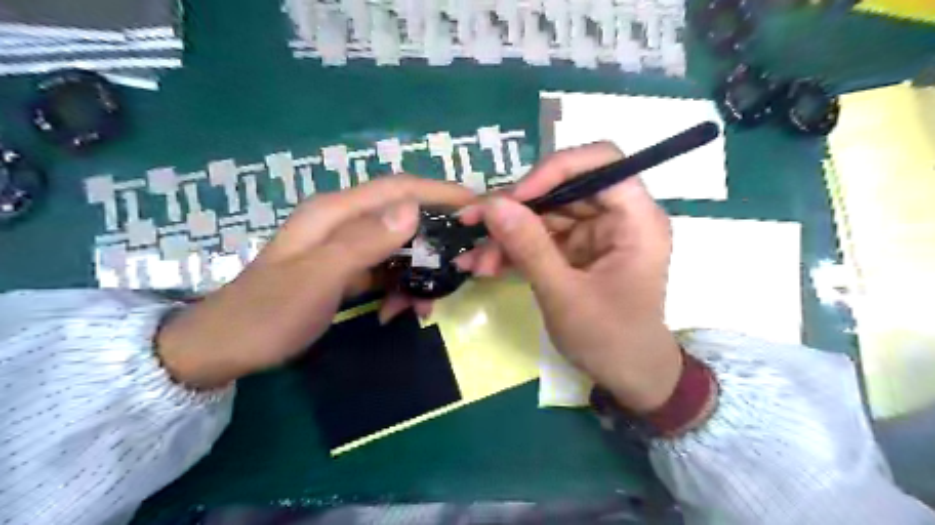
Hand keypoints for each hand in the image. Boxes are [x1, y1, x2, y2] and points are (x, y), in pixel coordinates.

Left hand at [158, 177, 475, 388]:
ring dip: (419, 272)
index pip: (398, 189)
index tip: (476, 204)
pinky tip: (400, 311)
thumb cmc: (269, 312)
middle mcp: (343, 223)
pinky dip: (400, 288)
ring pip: (398, 248)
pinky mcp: (346, 270)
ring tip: (426, 304)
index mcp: (335, 213)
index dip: (439, 191)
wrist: (226, 347)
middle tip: (463, 264)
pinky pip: (385, 271)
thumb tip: (413, 210)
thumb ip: (364, 242)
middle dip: (435, 239)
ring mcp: (345, 248)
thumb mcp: (317, 278)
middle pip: (403, 217)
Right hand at [459, 143, 680, 412]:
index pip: (601, 162)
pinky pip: (540, 238)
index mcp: (636, 219)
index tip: (516, 197)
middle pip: (563, 188)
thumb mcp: (564, 294)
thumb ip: (529, 247)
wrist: (627, 377)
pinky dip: (513, 251)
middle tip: (473, 224)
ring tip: (474, 260)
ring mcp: (594, 234)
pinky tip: (484, 266)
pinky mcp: (576, 251)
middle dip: (516, 208)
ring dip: (506, 235)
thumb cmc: (610, 339)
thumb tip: (492, 204)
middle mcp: (617, 218)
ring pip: (544, 215)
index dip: (556, 169)